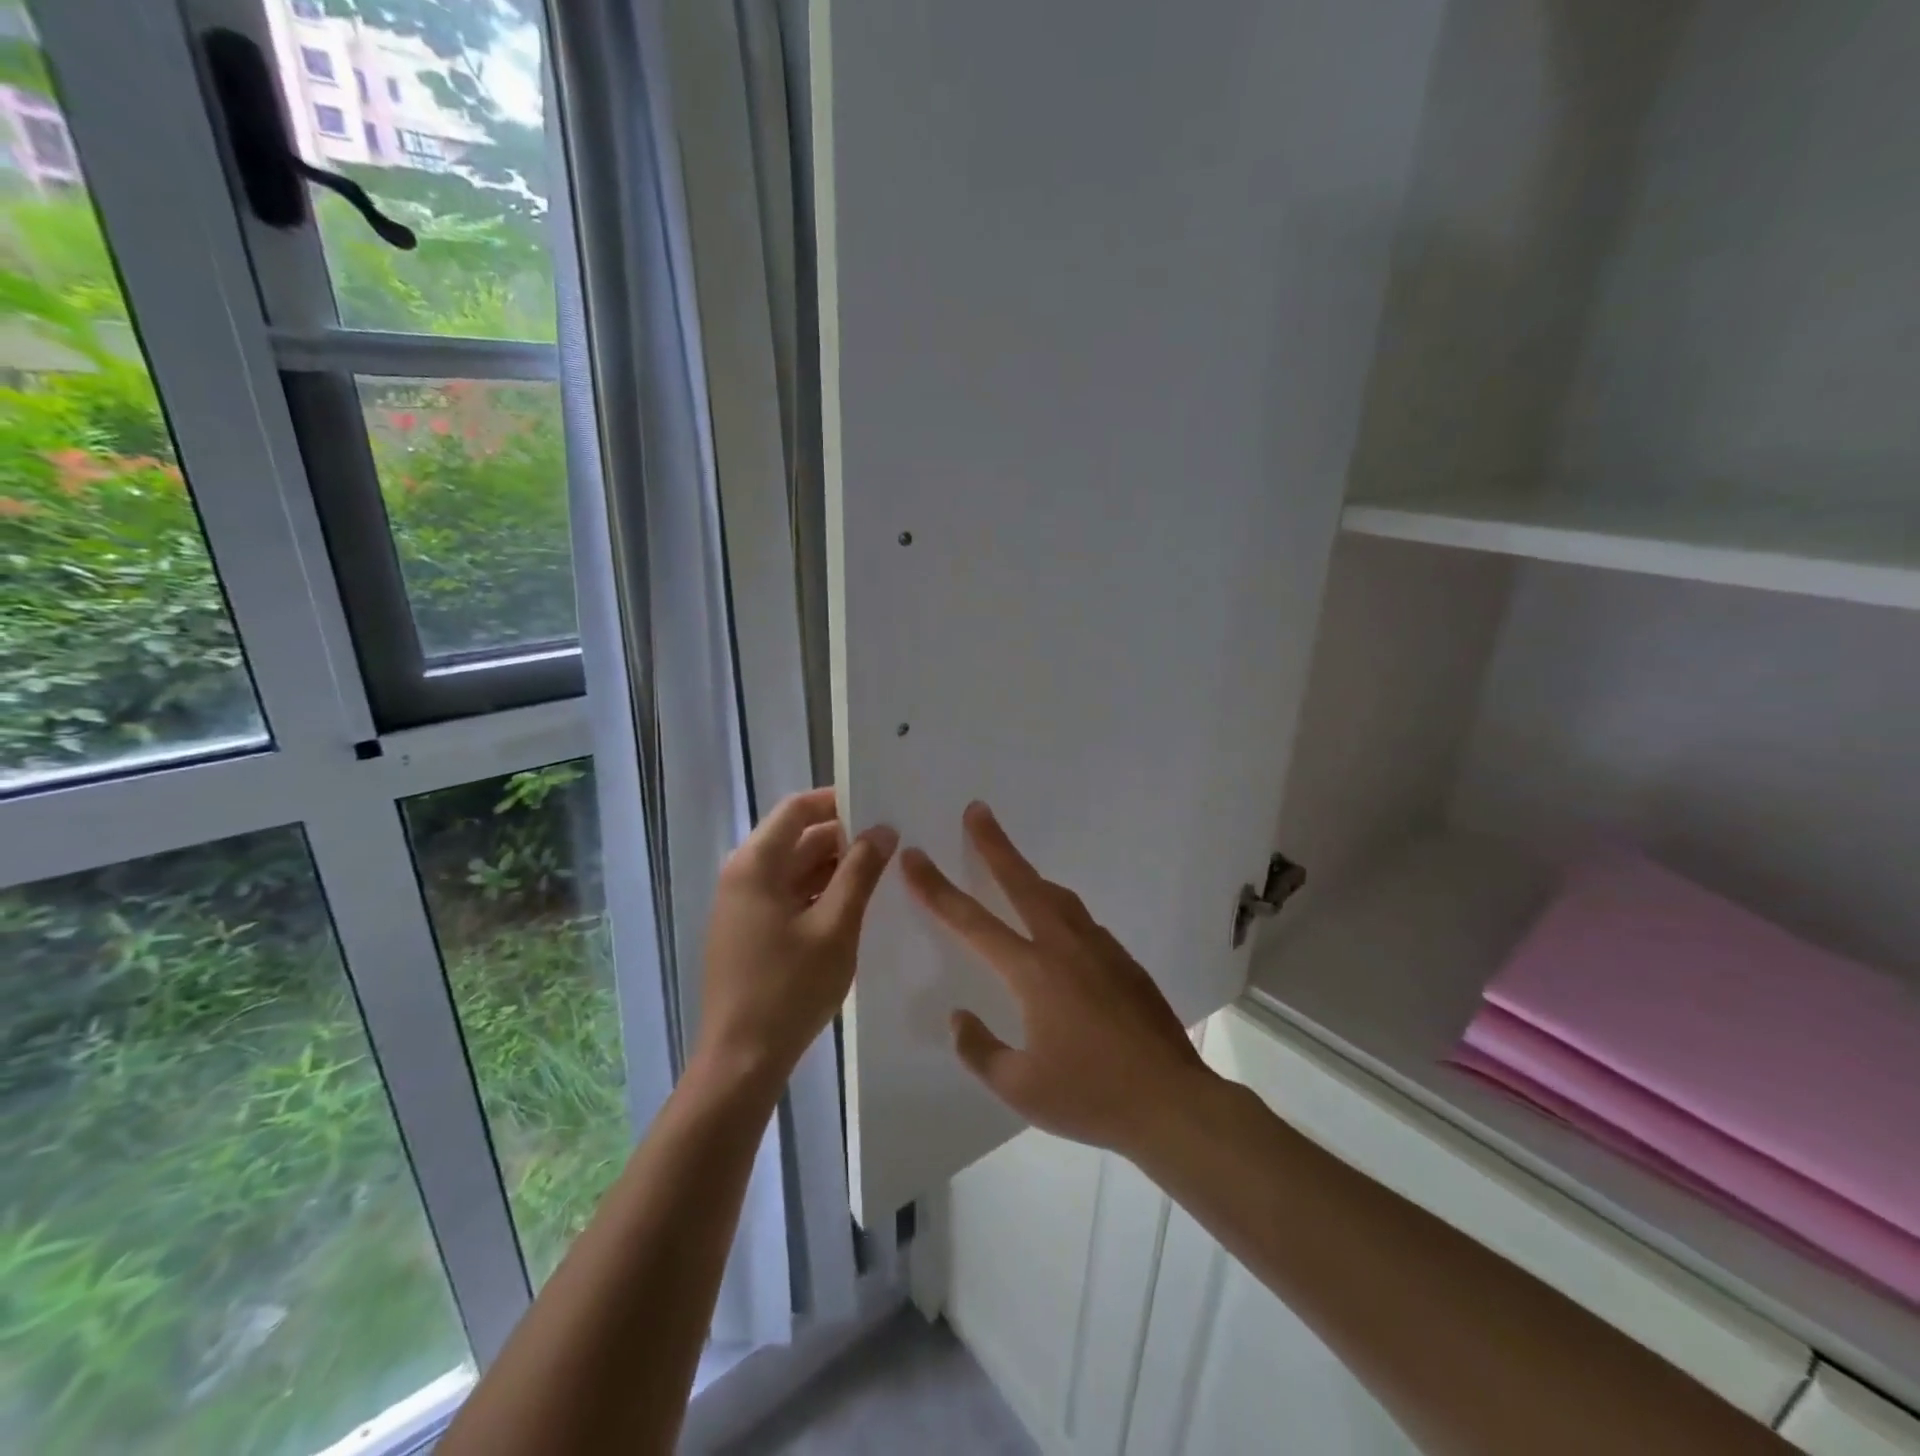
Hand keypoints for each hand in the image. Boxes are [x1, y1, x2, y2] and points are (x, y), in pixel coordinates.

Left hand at [693, 788, 897, 1096]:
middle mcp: (743, 875)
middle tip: (892, 842)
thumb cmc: (789, 988)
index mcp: (756, 864)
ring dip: (834, 867)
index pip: (798, 808)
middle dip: (843, 837)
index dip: (837, 801)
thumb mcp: (836, 926)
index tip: (879, 805)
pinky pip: (788, 896)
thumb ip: (861, 872)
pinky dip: (819, 893)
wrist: (741, 1061)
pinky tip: (854, 905)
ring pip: (795, 869)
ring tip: (881, 872)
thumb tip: (883, 829)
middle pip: (797, 838)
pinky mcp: (749, 932)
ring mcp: (743, 906)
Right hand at [900, 802, 1212, 1157]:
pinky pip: (1082, 922)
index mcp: (1033, 972)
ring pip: (1057, 898)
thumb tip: (959, 1018)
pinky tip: (1056, 929)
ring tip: (1012, 864)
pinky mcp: (1125, 962)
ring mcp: (1100, 950)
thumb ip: (979, 1049)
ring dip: (1029, 875)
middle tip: (977, 810)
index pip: (972, 922)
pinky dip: (1059, 910)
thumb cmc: (1090, 1097)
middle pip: (1021, 882)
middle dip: (994, 845)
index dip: (937, 888)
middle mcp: (1065, 947)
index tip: (915, 856)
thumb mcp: (1019, 1087)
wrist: (1172, 1103)